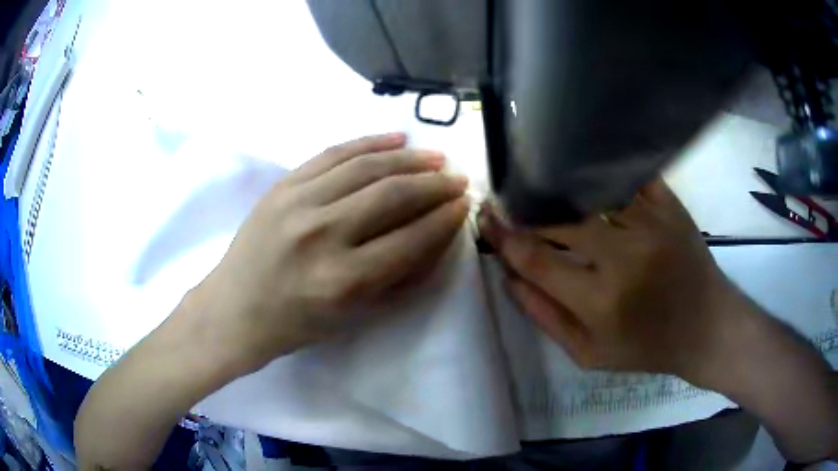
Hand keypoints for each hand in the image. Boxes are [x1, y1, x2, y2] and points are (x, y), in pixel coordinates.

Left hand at [193, 133, 468, 372]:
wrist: (234, 310)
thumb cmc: (296, 325)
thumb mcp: (354, 316)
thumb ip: (400, 277)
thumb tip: (437, 235)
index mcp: (344, 281)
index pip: (411, 239)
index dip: (445, 219)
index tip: (463, 206)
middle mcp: (323, 236)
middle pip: (393, 195)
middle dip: (435, 185)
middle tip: (457, 179)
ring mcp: (298, 204)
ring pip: (367, 167)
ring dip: (410, 159)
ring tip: (436, 157)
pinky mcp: (282, 186)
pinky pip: (333, 154)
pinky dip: (369, 143)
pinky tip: (396, 139)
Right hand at [478, 179, 745, 380]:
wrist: (705, 325)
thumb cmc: (647, 346)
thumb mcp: (590, 354)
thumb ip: (546, 318)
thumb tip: (509, 278)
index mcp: (601, 301)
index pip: (536, 259)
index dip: (503, 237)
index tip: (486, 220)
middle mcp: (624, 256)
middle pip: (557, 218)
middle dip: (521, 206)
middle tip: (502, 197)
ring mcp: (650, 223)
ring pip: (589, 189)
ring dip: (555, 184)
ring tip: (534, 179)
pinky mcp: (668, 205)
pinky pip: (626, 174)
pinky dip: (599, 167)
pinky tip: (580, 165)